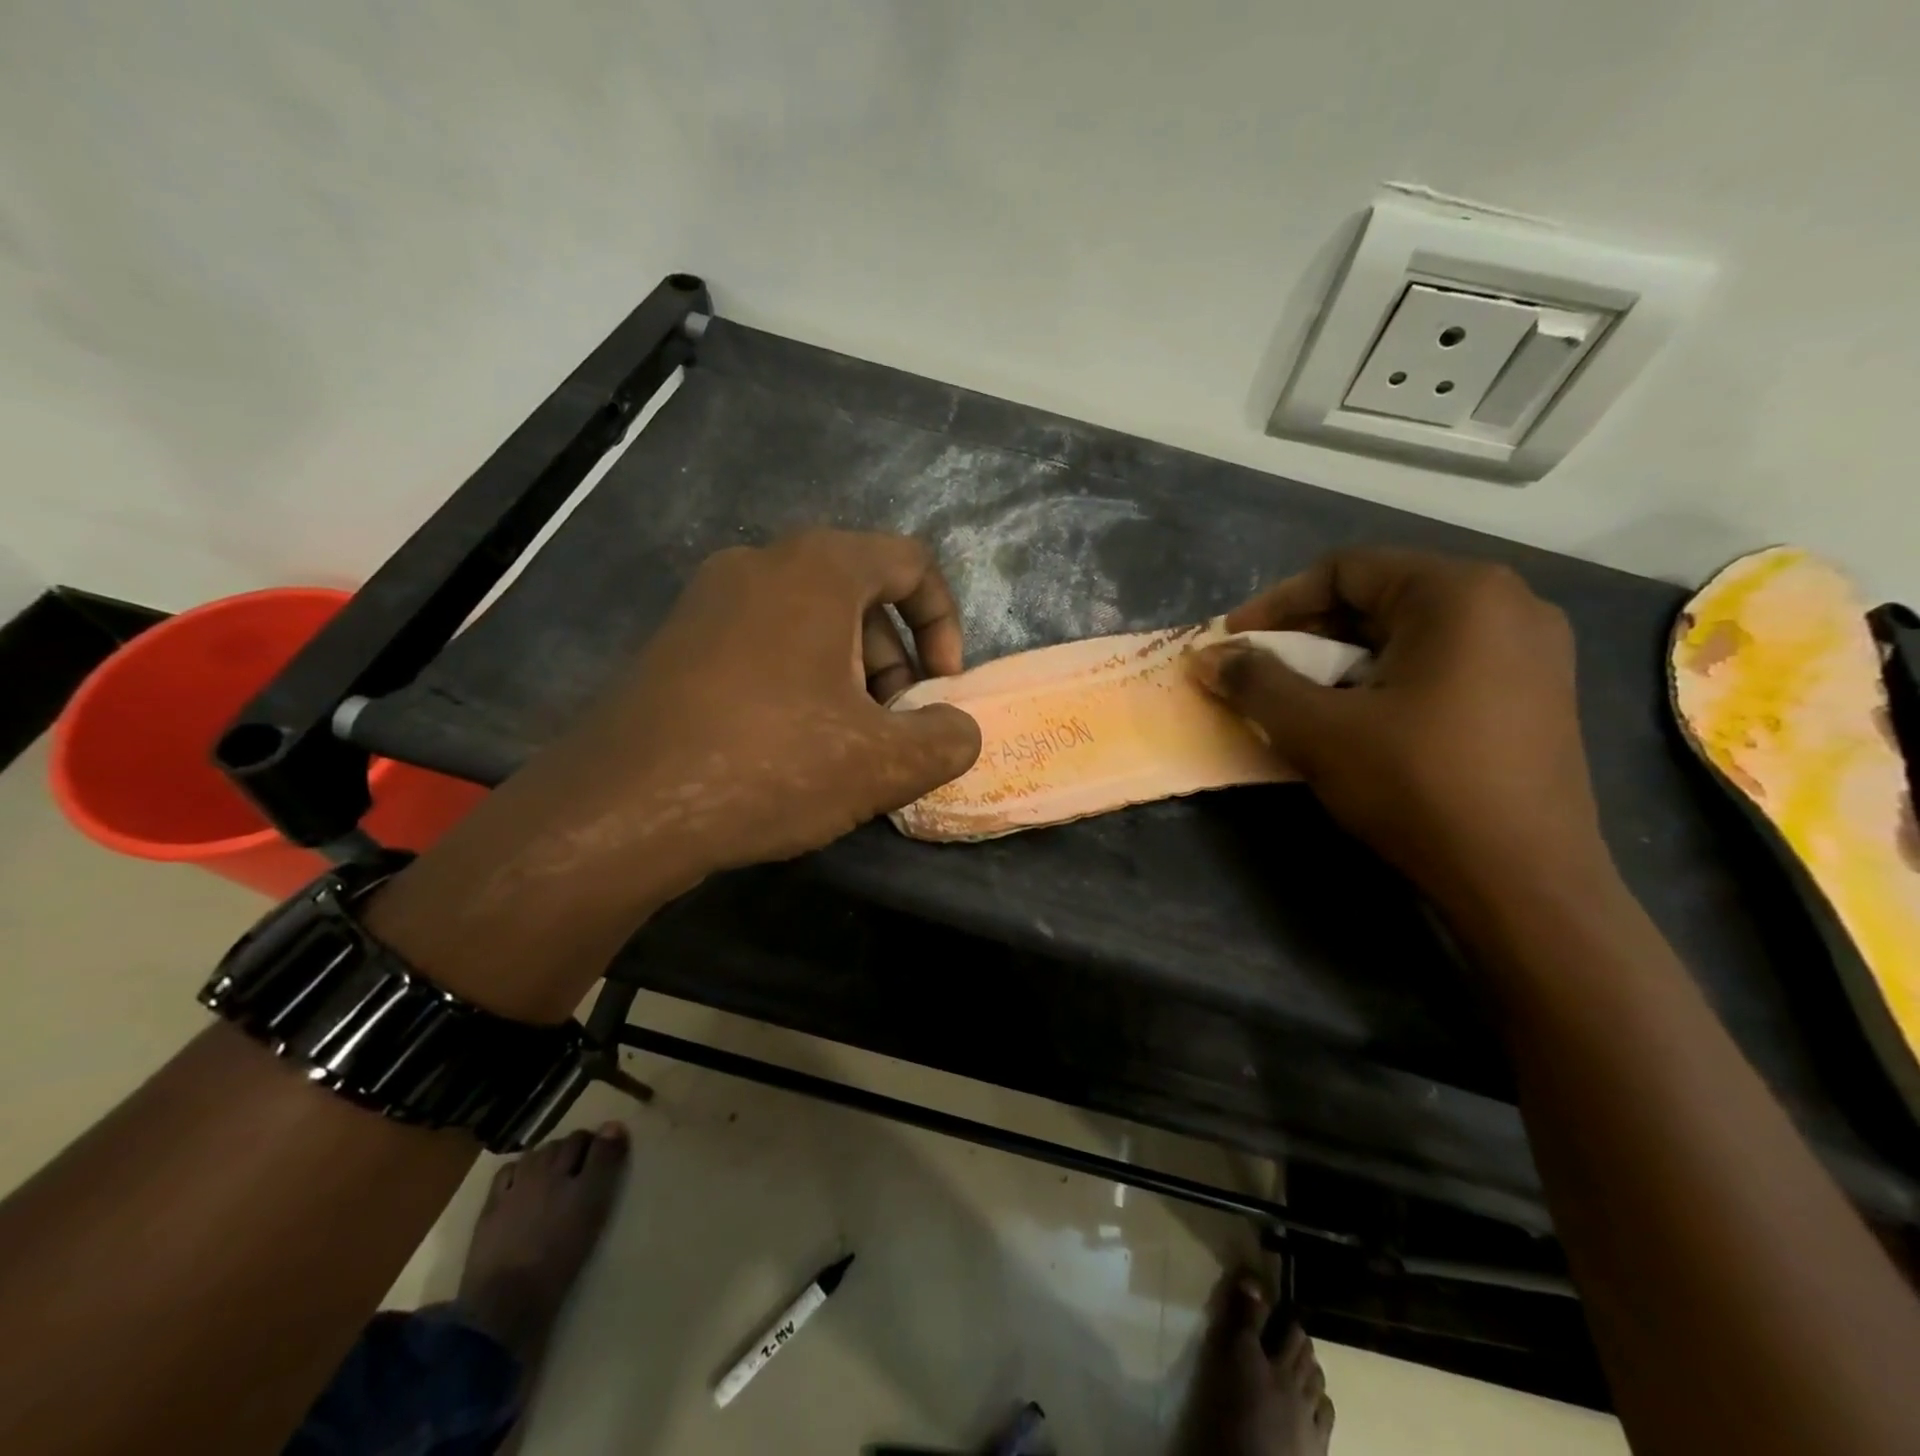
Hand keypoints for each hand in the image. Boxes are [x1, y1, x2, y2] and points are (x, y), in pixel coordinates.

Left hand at [509, 529, 983, 879]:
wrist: (620, 809)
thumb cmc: (769, 763)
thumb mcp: (883, 762)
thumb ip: (946, 738)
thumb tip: (960, 730)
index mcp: (817, 569)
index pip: (910, 562)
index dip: (944, 623)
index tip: (942, 686)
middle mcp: (759, 566)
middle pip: (860, 596)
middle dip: (894, 662)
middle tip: (896, 728)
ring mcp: (708, 603)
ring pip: (809, 624)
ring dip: (848, 678)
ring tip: (848, 749)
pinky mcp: (676, 644)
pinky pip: (762, 646)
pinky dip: (798, 684)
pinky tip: (792, 751)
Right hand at [1188, 548, 1607, 902]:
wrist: (1525, 880)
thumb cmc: (1417, 785)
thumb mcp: (1317, 730)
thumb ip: (1254, 683)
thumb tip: (1206, 659)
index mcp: (1459, 592)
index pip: (1345, 570)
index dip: (1276, 603)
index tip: (1234, 641)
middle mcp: (1508, 602)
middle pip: (1380, 596)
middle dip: (1310, 632)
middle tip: (1264, 670)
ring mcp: (1533, 649)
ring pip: (1411, 632)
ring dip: (1345, 657)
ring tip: (1306, 697)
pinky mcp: (1538, 693)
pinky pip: (1444, 662)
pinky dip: (1388, 678)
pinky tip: (1363, 719)